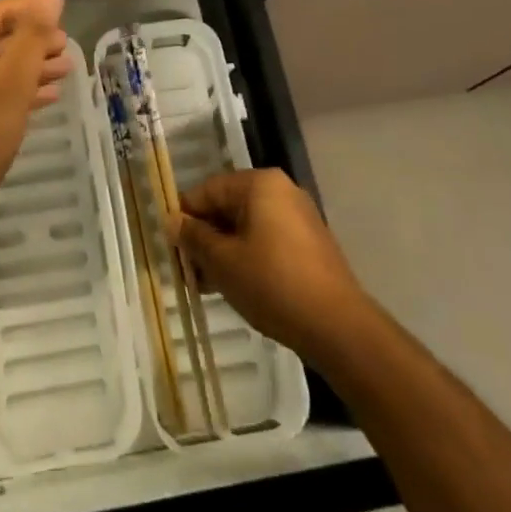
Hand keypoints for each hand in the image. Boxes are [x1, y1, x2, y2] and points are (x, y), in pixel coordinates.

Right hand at [175, 168, 369, 361]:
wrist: (338, 327)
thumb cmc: (273, 284)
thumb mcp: (223, 261)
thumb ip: (194, 237)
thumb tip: (172, 221)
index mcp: (259, 184)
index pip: (208, 190)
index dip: (185, 217)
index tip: (171, 247)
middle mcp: (281, 191)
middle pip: (228, 207)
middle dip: (205, 237)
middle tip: (188, 271)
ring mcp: (299, 217)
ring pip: (247, 227)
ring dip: (224, 251)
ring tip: (208, 285)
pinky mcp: (310, 245)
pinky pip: (267, 241)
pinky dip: (248, 257)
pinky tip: (236, 287)